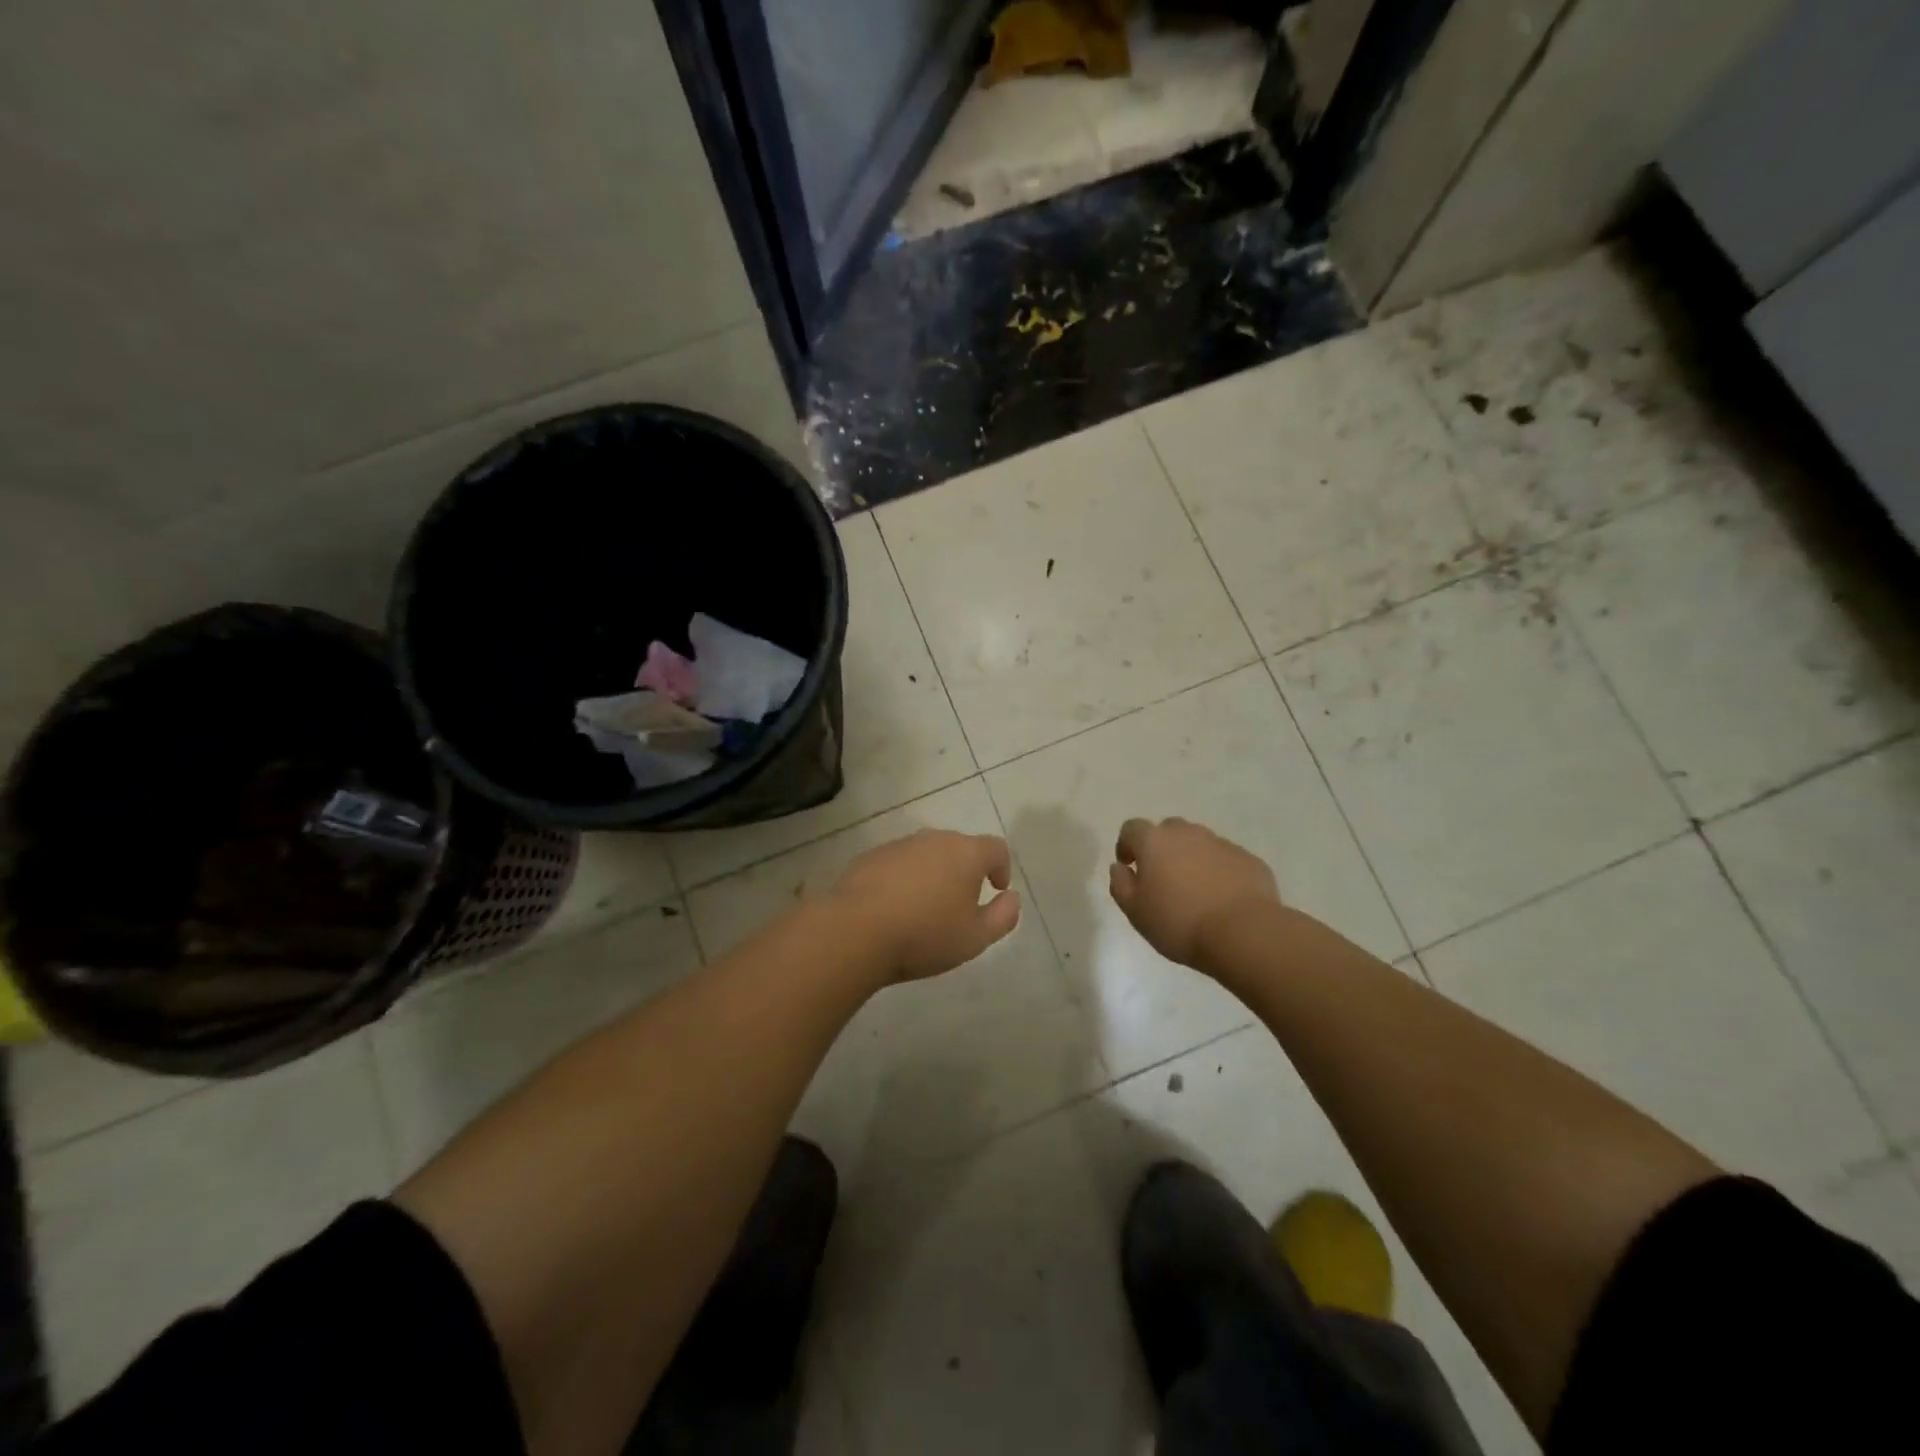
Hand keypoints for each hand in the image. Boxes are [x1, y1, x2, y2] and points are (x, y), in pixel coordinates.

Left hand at [831, 830, 1021, 982]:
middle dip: (965, 871)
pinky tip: (894, 908)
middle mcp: (934, 839)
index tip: (996, 890)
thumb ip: (1002, 916)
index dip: (1002, 868)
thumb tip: (1011, 898)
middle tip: (961, 905)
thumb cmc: (925, 935)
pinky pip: (898, 864)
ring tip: (925, 909)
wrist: (855, 931)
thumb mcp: (975, 938)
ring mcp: (899, 845)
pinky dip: (903, 879)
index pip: (996, 848)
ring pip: (927, 854)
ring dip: (933, 874)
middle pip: (960, 848)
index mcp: (966, 853)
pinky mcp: (871, 857)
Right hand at [1109, 817, 1279, 969]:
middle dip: (1162, 848)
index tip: (1129, 866)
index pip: (1132, 828)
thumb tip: (1120, 868)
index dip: (1127, 844)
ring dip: (1191, 859)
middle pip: (1168, 830)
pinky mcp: (1248, 859)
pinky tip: (1221, 898)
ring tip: (1194, 890)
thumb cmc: (1179, 923)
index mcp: (1155, 841)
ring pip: (1199, 843)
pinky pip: (1225, 859)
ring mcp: (1221, 843)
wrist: (1244, 933)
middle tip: (1162, 878)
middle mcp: (1187, 833)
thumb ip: (1120, 885)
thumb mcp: (1136, 912)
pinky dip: (1218, 871)